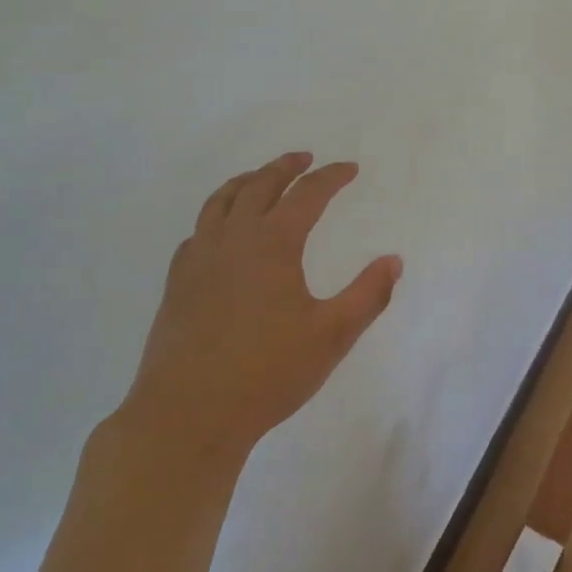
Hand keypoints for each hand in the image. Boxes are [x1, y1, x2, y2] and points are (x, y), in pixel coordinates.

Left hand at [120, 152, 401, 460]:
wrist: (188, 413)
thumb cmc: (267, 373)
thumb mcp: (332, 336)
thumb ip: (368, 295)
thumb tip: (394, 261)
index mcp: (273, 243)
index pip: (307, 194)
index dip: (331, 176)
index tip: (350, 168)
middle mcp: (233, 238)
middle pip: (260, 184)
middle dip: (286, 166)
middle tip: (304, 158)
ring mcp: (199, 258)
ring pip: (221, 200)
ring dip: (246, 181)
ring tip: (260, 178)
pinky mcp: (177, 281)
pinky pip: (199, 230)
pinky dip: (217, 215)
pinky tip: (221, 231)